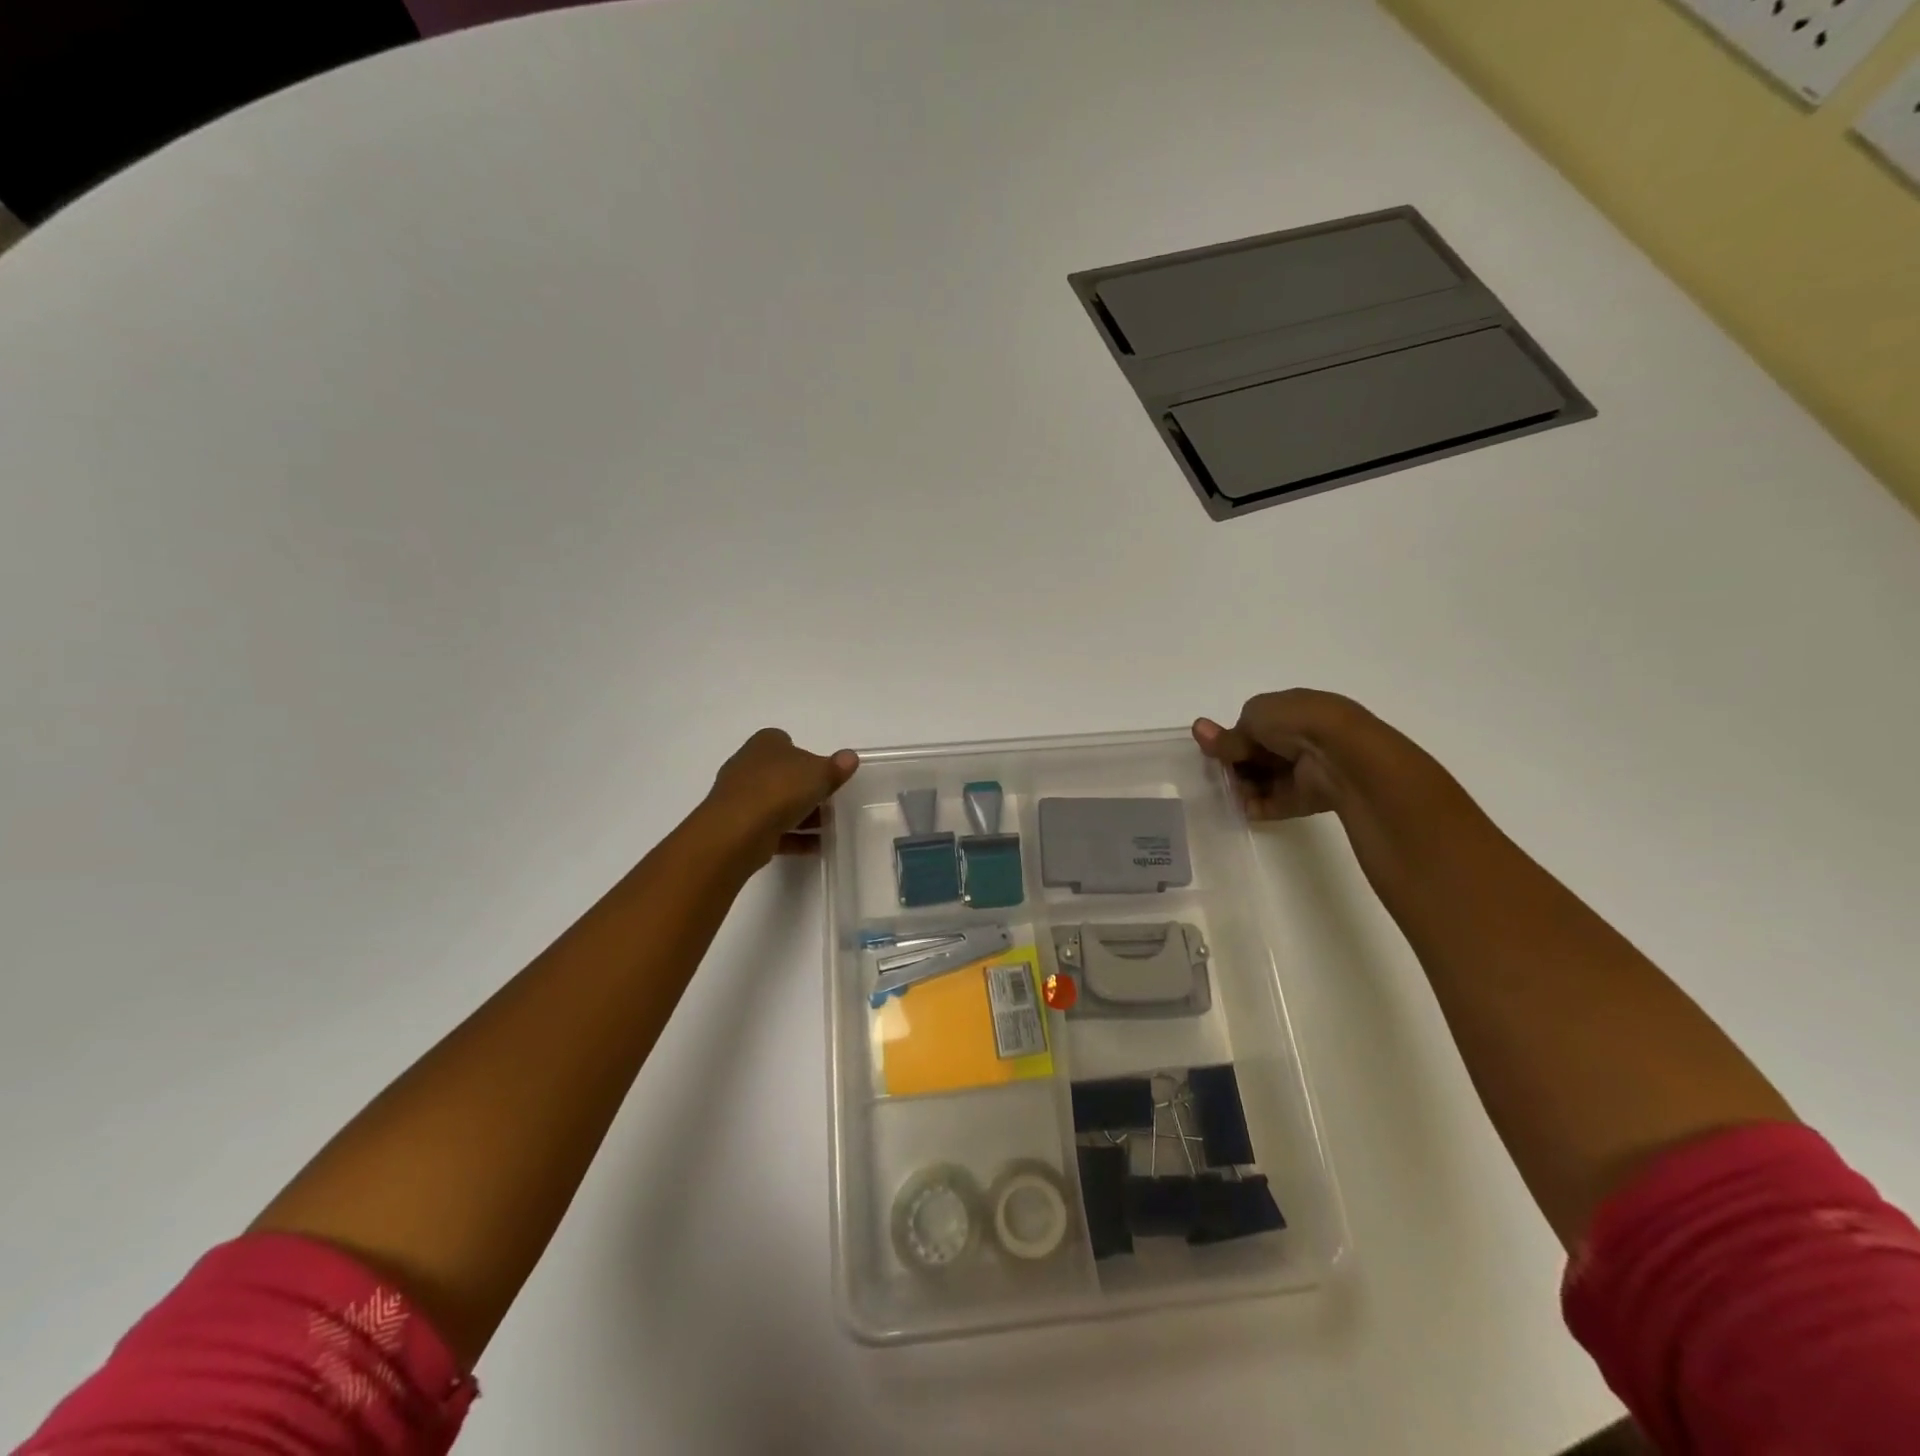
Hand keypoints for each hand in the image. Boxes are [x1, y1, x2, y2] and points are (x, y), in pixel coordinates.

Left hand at [701, 728, 859, 863]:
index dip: (806, 755)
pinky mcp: (739, 827)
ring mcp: (741, 798)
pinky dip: (793, 837)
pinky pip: (772, 829)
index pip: (785, 742)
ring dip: (801, 815)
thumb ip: (836, 767)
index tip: (823, 772)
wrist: (737, 830)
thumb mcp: (819, 774)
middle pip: (782, 775)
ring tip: (827, 827)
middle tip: (829, 801)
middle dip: (805, 788)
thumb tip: (850, 757)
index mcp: (765, 744)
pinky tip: (815, 846)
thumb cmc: (780, 789)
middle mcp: (748, 766)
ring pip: (777, 804)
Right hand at [1192, 689, 1372, 820]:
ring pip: (1262, 779)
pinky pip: (1272, 803)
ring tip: (1229, 788)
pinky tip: (1239, 805)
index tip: (1214, 747)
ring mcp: (1302, 770)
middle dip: (1235, 762)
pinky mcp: (1304, 799)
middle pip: (1256, 755)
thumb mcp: (1254, 717)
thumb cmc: (1296, 722)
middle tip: (1217, 770)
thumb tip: (1198, 729)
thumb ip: (1228, 733)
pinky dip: (1254, 805)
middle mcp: (1298, 740)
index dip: (1233, 737)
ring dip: (1242, 784)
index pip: (1255, 726)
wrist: (1339, 754)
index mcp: (1291, 711)